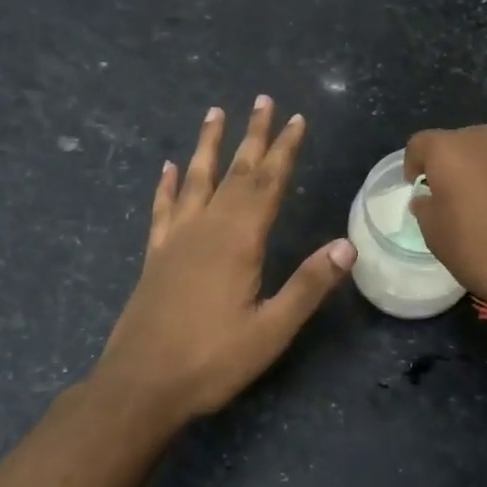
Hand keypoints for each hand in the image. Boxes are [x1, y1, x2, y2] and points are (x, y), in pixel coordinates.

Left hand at [92, 97, 355, 422]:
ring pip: (196, 180)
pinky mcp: (156, 256)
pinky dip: (167, 185)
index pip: (267, 184)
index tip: (296, 119)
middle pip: (235, 172)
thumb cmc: (211, 361)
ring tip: (214, 112)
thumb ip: (308, 286)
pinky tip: (169, 167)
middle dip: (253, 136)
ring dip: (208, 145)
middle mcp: (206, 229)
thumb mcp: (270, 331)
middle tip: (263, 100)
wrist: (140, 386)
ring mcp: (176, 240)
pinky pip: (163, 209)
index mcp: (238, 241)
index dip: (284, 150)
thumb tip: (347, 246)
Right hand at [405, 122, 486, 302]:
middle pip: (467, 142)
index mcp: (452, 150)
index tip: (421, 185)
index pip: (421, 144)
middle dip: (463, 164)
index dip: (416, 163)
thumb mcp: (437, 238)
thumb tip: (429, 197)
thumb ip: (426, 208)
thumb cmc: (484, 254)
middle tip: (467, 197)